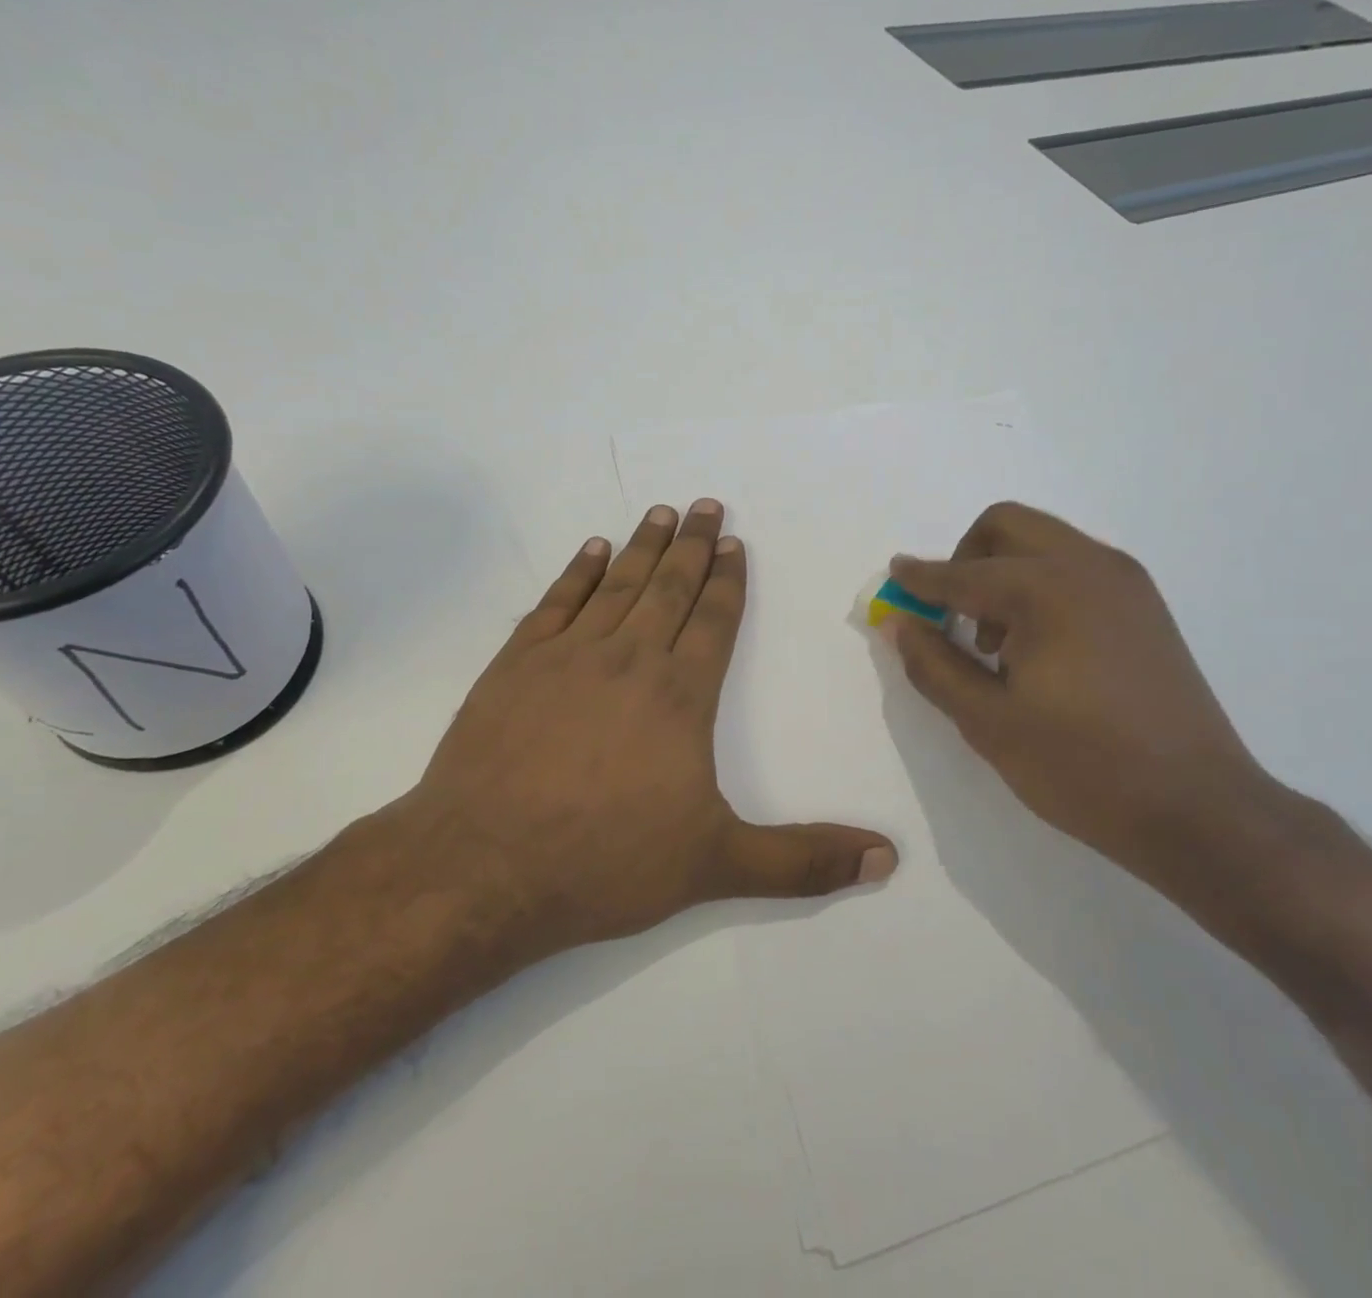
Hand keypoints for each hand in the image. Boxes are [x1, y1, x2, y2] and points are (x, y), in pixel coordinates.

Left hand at [389, 500, 896, 962]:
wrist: (484, 867)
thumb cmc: (605, 863)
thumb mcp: (716, 866)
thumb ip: (802, 861)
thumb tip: (887, 858)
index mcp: (681, 696)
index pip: (715, 621)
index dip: (729, 582)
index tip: (736, 545)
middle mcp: (629, 659)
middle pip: (670, 587)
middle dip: (694, 546)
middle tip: (707, 505)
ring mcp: (568, 655)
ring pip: (617, 584)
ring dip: (643, 546)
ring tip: (662, 513)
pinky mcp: (515, 664)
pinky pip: (556, 601)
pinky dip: (577, 572)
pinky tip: (591, 549)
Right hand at [882, 502, 1298, 888]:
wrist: (1199, 810)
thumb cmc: (1082, 767)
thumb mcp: (988, 721)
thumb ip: (933, 664)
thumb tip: (899, 622)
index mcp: (1047, 589)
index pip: (961, 573)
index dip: (918, 579)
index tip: (892, 584)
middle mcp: (1089, 566)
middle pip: (1006, 526)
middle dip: (964, 559)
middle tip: (950, 615)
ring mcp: (1125, 582)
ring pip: (1043, 543)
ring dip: (1003, 572)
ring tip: (995, 644)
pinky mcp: (1145, 606)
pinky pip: (1074, 568)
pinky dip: (1040, 585)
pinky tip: (1038, 649)